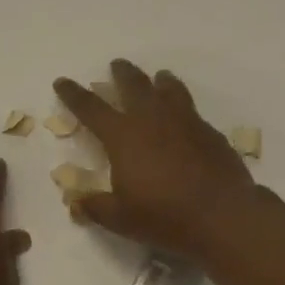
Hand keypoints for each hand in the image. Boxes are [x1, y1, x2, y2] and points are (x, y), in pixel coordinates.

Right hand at [52, 60, 259, 262]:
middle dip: (122, 73)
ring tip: (158, 77)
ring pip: (169, 89)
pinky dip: (183, 106)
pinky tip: (185, 118)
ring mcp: (185, 122)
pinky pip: (192, 110)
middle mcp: (152, 119)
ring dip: (159, 80)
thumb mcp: (120, 219)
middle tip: (117, 65)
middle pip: (134, 85)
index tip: (62, 82)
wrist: (222, 215)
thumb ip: (95, 207)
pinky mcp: (210, 132)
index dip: (73, 94)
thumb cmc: (164, 216)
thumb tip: (77, 203)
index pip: (91, 108)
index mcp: (123, 136)